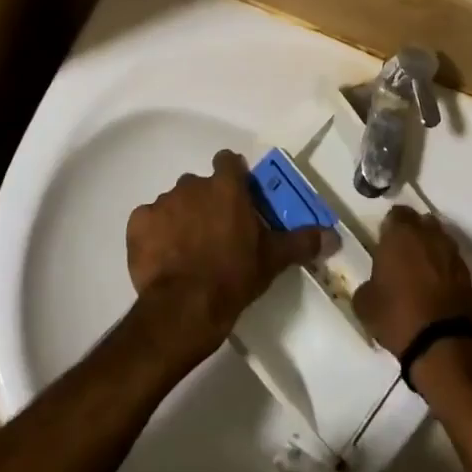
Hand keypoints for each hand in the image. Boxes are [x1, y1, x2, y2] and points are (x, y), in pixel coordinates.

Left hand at [126, 151, 330, 362]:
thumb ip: (302, 241)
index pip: (228, 162)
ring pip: (174, 203)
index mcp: (226, 186)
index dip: (232, 178)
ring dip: (180, 219)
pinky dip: (154, 235)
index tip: (237, 200)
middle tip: (215, 234)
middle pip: (200, 185)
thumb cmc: (234, 277)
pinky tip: (163, 259)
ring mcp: (162, 202)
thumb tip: (333, 236)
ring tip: (187, 252)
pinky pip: (147, 222)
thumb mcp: (273, 259)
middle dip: (206, 203)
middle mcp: (193, 184)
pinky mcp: (137, 223)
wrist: (184, 309)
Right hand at [353, 206, 471, 356]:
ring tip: (423, 274)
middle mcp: (430, 235)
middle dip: (414, 234)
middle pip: (422, 223)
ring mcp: (453, 254)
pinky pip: (454, 264)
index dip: (390, 227)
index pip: (396, 213)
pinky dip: (447, 271)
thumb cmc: (397, 316)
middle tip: (403, 256)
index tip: (385, 244)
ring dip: (432, 251)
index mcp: (401, 234)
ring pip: (440, 241)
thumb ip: (367, 286)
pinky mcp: (470, 275)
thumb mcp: (365, 305)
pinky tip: (439, 290)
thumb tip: (372, 286)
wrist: (443, 344)